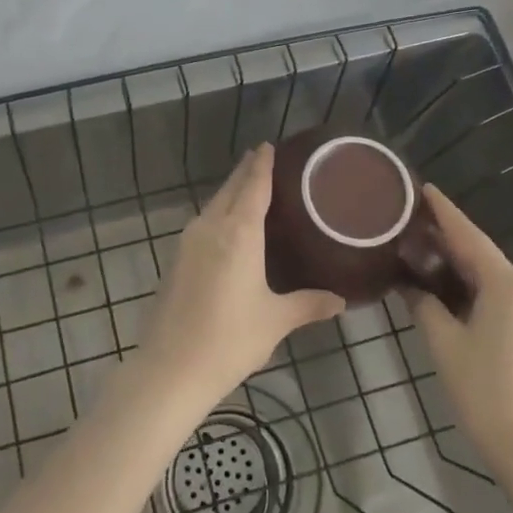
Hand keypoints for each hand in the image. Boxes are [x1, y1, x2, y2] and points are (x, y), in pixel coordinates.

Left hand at [141, 145, 344, 407]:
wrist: (171, 368)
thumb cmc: (230, 339)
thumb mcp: (275, 320)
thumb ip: (309, 304)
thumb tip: (341, 301)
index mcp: (238, 233)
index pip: (253, 186)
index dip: (262, 165)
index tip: (269, 145)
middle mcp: (211, 228)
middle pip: (230, 190)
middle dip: (246, 172)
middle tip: (264, 158)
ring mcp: (188, 242)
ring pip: (213, 205)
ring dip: (230, 192)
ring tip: (250, 188)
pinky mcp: (176, 259)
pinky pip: (203, 223)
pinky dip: (219, 213)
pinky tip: (229, 227)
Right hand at [412, 185, 512, 466]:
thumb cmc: (484, 391)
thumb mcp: (444, 343)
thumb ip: (424, 304)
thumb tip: (410, 285)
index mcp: (509, 283)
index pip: (468, 236)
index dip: (444, 211)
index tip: (423, 188)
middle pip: (482, 257)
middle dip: (449, 243)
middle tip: (412, 228)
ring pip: (494, 280)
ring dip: (462, 270)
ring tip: (425, 259)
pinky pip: (506, 299)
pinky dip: (478, 292)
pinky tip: (454, 295)